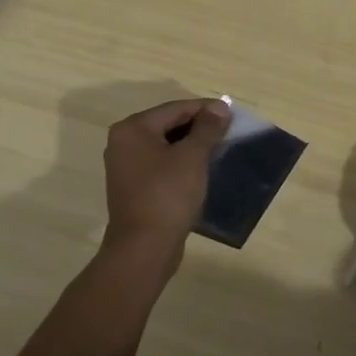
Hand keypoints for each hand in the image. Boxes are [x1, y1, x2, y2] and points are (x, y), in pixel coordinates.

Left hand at [101, 97, 231, 271]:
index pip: (175, 109)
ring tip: (218, 149)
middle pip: (168, 124)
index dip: (205, 109)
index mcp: (133, 129)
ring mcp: (125, 167)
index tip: (232, 113)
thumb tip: (220, 107)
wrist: (144, 249)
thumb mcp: (192, 157)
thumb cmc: (167, 195)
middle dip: (198, 127)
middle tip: (228, 131)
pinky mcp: (133, 188)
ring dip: (190, 145)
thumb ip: (207, 128)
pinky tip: (200, 170)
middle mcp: (123, 142)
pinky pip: (160, 165)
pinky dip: (180, 162)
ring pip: (164, 145)